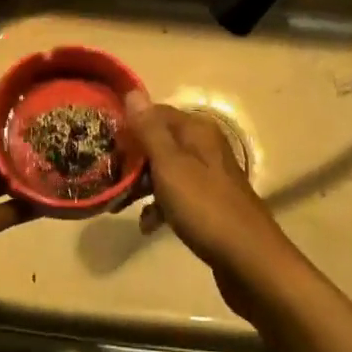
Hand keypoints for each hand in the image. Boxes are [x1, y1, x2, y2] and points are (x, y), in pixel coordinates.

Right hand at [124, 92, 292, 285]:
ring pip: (166, 170)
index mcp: (197, 131)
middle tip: (105, 175)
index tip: (102, 142)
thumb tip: (132, 91)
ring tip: (116, 202)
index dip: (129, 125)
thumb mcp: (170, 165)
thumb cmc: (205, 207)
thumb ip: (150, 130)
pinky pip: (177, 196)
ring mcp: (209, 177)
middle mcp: (205, 147)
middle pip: (160, 141)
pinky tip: (146, 225)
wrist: (249, 260)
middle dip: (133, 158)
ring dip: (142, 184)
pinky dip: (160, 206)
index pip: (155, 112)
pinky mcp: (209, 204)